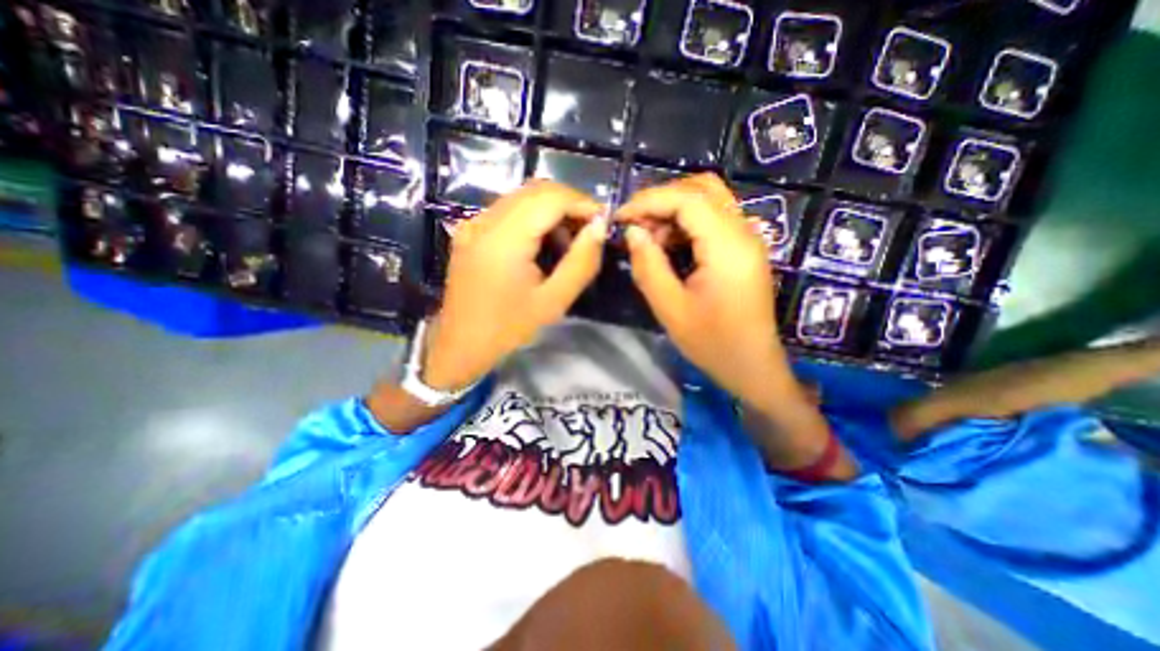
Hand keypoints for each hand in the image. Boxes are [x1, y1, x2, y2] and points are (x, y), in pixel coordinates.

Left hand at [424, 178, 606, 391]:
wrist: (461, 344)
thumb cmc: (508, 328)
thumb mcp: (553, 301)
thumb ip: (581, 262)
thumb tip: (599, 227)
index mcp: (504, 239)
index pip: (550, 198)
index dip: (582, 203)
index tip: (603, 223)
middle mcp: (485, 220)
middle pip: (536, 190)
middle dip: (569, 204)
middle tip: (589, 231)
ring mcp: (474, 223)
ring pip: (522, 197)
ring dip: (552, 210)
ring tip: (568, 242)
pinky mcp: (470, 230)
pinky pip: (508, 210)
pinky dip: (533, 217)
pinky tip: (543, 243)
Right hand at [622, 172, 791, 406]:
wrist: (752, 366)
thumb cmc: (712, 344)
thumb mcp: (671, 309)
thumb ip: (648, 265)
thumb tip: (632, 231)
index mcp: (728, 247)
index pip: (688, 199)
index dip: (649, 201)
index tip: (619, 217)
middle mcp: (743, 232)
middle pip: (702, 189)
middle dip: (661, 200)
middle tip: (634, 225)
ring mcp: (747, 239)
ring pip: (708, 200)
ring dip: (673, 210)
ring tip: (648, 239)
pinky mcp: (743, 249)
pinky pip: (713, 220)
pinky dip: (686, 223)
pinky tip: (668, 246)